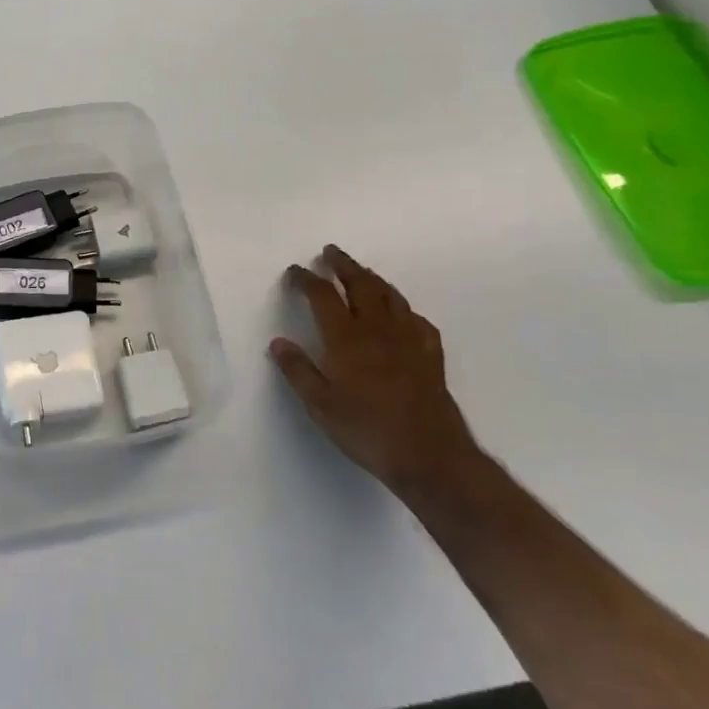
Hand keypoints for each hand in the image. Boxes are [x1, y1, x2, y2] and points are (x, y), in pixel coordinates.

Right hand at [269, 245, 478, 494]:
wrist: (430, 456)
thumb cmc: (367, 430)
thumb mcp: (320, 405)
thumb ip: (298, 371)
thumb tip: (278, 342)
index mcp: (347, 338)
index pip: (323, 296)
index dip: (307, 279)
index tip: (295, 271)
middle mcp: (378, 330)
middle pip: (361, 285)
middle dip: (344, 265)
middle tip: (330, 252)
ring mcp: (409, 340)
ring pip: (391, 297)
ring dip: (373, 279)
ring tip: (361, 272)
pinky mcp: (431, 356)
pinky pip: (418, 320)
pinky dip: (404, 309)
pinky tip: (402, 314)